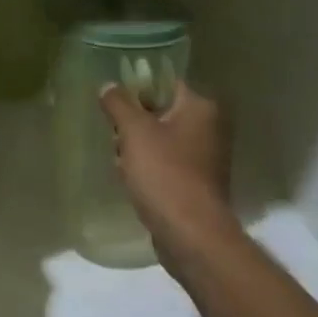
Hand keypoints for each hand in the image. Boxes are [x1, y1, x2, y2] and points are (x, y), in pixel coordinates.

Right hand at [99, 80, 234, 257]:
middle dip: (133, 125)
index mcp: (201, 108)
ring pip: (160, 141)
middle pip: (161, 113)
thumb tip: (108, 85)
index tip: (114, 103)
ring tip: (120, 164)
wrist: (190, 233)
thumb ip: (118, 104)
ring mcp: (205, 158)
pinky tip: (131, 182)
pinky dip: (148, 169)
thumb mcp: (134, 132)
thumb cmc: (164, 173)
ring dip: (136, 149)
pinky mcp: (197, 183)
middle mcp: (209, 128)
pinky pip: (166, 164)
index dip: (137, 89)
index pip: (165, 83)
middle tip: (116, 139)